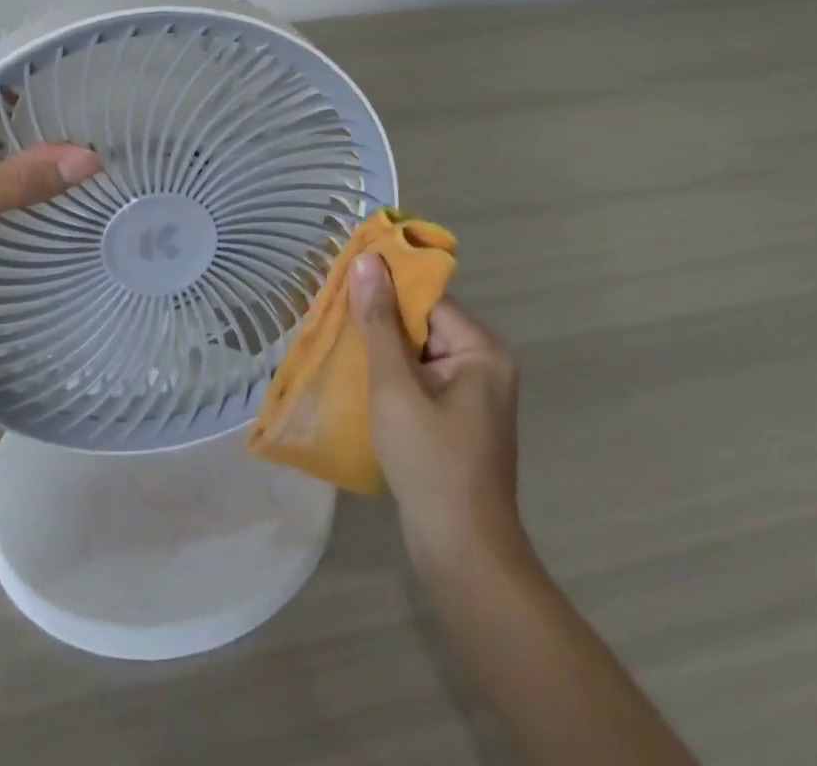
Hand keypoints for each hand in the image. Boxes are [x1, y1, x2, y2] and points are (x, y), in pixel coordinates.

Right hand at [353, 254, 526, 567]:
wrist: (463, 555)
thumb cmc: (430, 462)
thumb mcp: (395, 386)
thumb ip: (378, 322)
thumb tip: (367, 260)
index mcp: (481, 350)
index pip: (427, 299)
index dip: (386, 287)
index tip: (343, 280)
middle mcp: (484, 366)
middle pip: (424, 325)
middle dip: (379, 321)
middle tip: (332, 313)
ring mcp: (474, 398)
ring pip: (419, 355)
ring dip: (382, 351)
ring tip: (337, 341)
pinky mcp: (459, 424)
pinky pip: (422, 382)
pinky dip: (393, 378)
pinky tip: (358, 381)